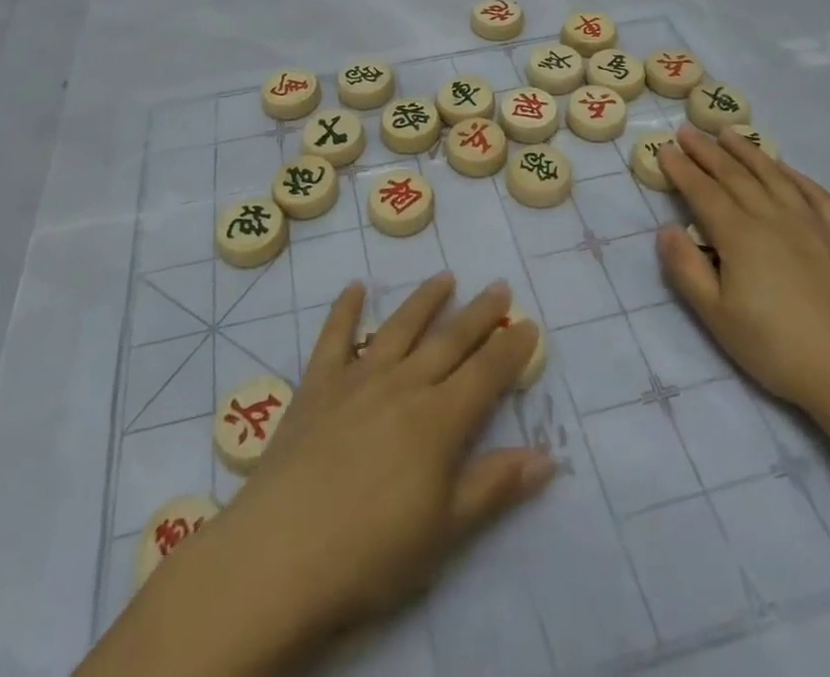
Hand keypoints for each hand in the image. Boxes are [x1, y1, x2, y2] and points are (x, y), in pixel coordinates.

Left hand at [205, 276, 551, 637]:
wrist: (281, 552)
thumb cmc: (371, 552)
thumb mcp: (445, 531)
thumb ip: (494, 486)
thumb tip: (548, 456)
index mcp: (439, 420)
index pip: (486, 373)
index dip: (511, 349)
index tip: (529, 323)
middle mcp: (404, 384)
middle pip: (449, 340)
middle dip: (479, 314)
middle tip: (499, 287)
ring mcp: (358, 377)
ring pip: (400, 327)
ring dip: (425, 300)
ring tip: (445, 277)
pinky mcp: (318, 383)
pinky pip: (335, 335)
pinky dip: (345, 309)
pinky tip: (355, 287)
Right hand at [655, 126, 829, 422]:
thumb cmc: (776, 347)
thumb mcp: (716, 316)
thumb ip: (686, 269)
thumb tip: (666, 229)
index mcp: (739, 235)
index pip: (702, 191)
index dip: (681, 169)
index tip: (664, 149)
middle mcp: (772, 217)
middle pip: (734, 175)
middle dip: (707, 151)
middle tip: (687, 131)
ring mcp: (810, 222)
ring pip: (772, 175)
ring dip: (747, 151)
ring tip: (728, 133)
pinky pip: (813, 192)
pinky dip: (794, 174)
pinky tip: (783, 168)